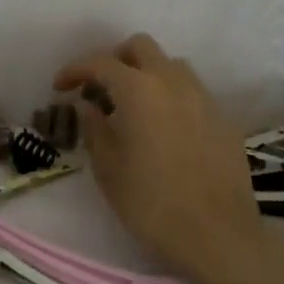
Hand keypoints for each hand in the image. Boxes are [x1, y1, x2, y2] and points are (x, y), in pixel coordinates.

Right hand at [54, 33, 272, 283]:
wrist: (217, 236)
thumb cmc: (151, 204)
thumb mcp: (108, 168)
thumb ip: (94, 127)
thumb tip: (90, 105)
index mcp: (139, 90)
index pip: (100, 63)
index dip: (75, 70)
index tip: (60, 87)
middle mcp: (173, 82)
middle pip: (140, 47)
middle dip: (114, 59)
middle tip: (99, 88)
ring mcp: (203, 97)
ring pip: (170, 65)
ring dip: (146, 74)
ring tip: (132, 107)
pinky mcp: (223, 118)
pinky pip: (191, 91)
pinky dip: (170, 96)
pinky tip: (163, 128)